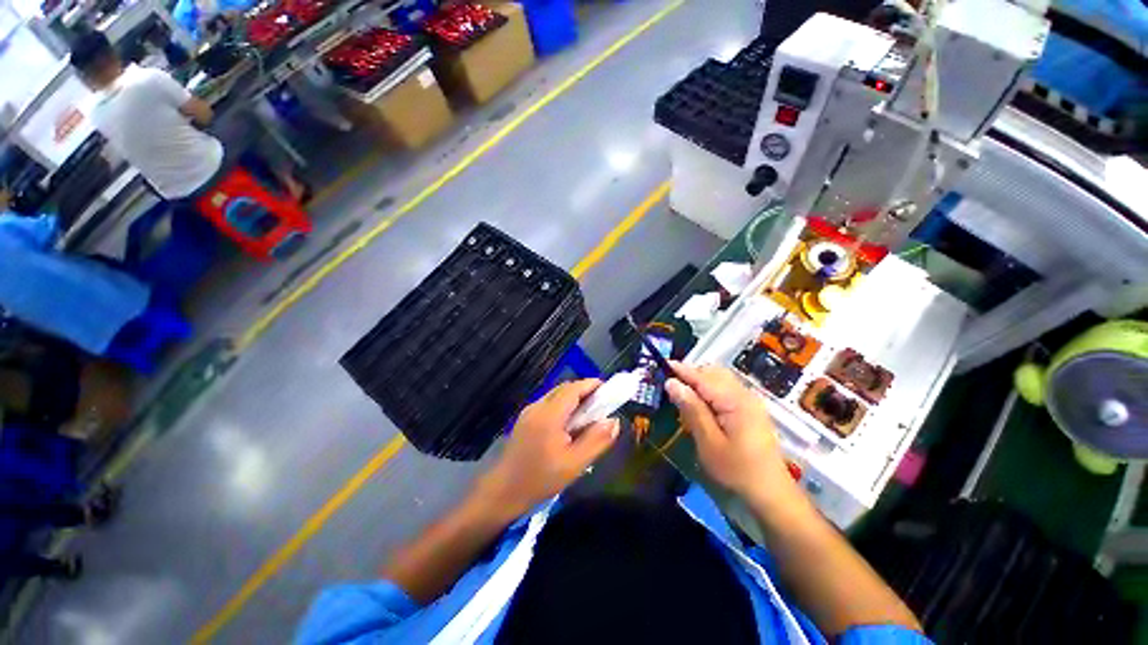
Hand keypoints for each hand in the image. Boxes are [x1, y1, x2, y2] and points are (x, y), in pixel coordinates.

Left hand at [480, 379, 618, 515]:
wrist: (502, 493)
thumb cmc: (540, 480)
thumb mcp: (574, 464)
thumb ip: (596, 440)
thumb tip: (614, 421)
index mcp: (549, 415)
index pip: (573, 388)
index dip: (591, 385)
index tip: (608, 390)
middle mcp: (537, 407)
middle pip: (564, 389)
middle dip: (584, 391)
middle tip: (602, 405)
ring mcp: (529, 412)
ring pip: (556, 395)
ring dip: (573, 399)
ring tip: (588, 416)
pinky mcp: (525, 419)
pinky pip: (548, 404)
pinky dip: (563, 407)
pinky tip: (569, 425)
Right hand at [665, 362, 803, 511]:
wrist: (770, 492)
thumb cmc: (737, 470)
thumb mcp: (708, 442)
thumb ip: (691, 409)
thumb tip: (672, 383)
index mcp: (735, 401)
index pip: (703, 377)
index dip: (682, 370)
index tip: (663, 364)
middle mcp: (744, 394)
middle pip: (713, 372)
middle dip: (691, 374)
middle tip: (671, 385)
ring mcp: (750, 401)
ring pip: (720, 379)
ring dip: (700, 381)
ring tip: (683, 394)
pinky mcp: (750, 409)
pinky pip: (726, 389)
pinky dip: (710, 389)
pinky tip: (701, 404)